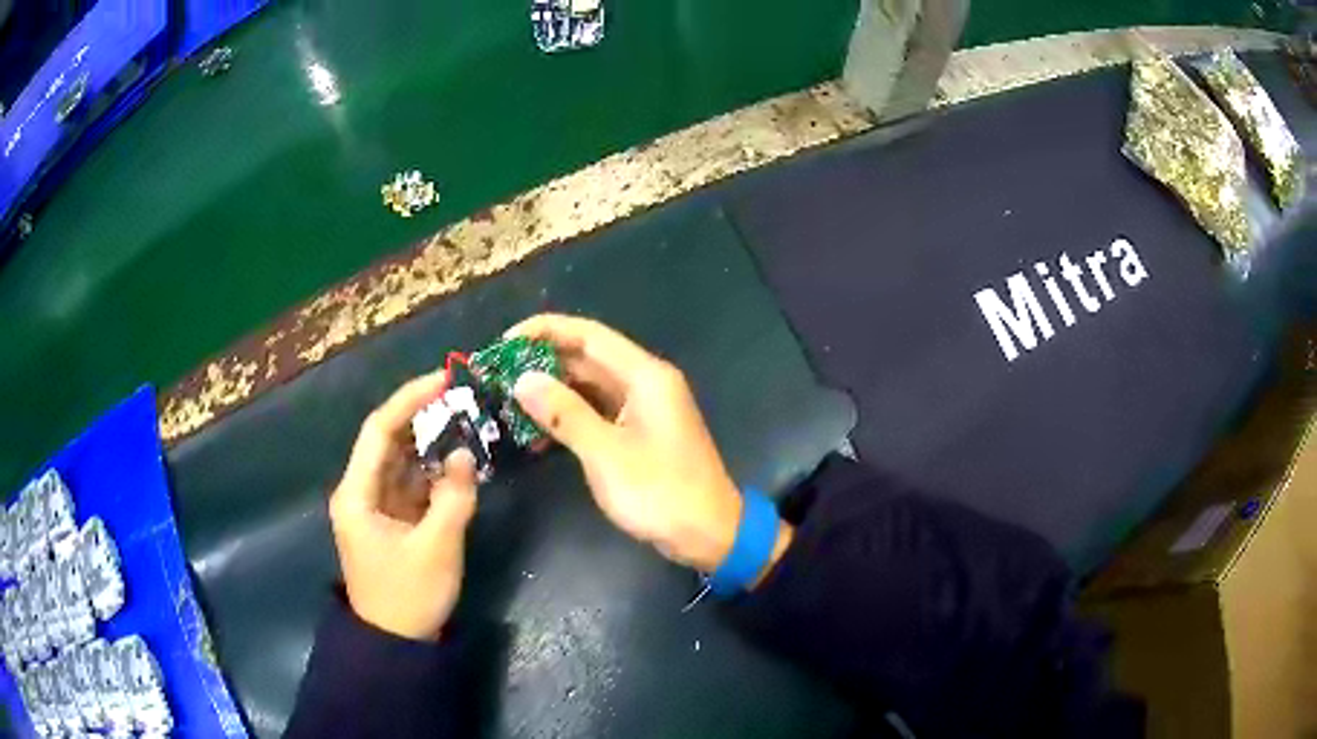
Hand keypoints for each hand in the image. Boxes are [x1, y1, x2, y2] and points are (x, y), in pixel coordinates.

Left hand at [329, 373, 478, 640]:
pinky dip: (434, 471)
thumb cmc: (408, 596)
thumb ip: (453, 497)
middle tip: (463, 398)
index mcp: (357, 493)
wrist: (395, 643)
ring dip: (431, 442)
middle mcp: (360, 491)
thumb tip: (465, 454)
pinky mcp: (392, 520)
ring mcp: (376, 506)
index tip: (443, 379)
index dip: (409, 399)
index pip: (379, 430)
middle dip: (423, 417)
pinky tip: (460, 461)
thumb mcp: (436, 548)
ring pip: (402, 460)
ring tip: (467, 422)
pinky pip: (412, 483)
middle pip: (389, 440)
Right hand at [509, 314, 791, 577]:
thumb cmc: (661, 493)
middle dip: (541, 363)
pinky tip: (536, 433)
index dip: (544, 331)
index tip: (503, 343)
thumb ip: (564, 413)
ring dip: (551, 392)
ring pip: (589, 386)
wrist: (709, 534)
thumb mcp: (606, 454)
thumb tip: (522, 379)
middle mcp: (644, 382)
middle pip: (587, 357)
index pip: (588, 334)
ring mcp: (642, 408)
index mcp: (644, 375)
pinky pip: (597, 412)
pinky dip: (569, 417)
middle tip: (496, 376)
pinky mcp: (638, 432)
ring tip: (508, 402)